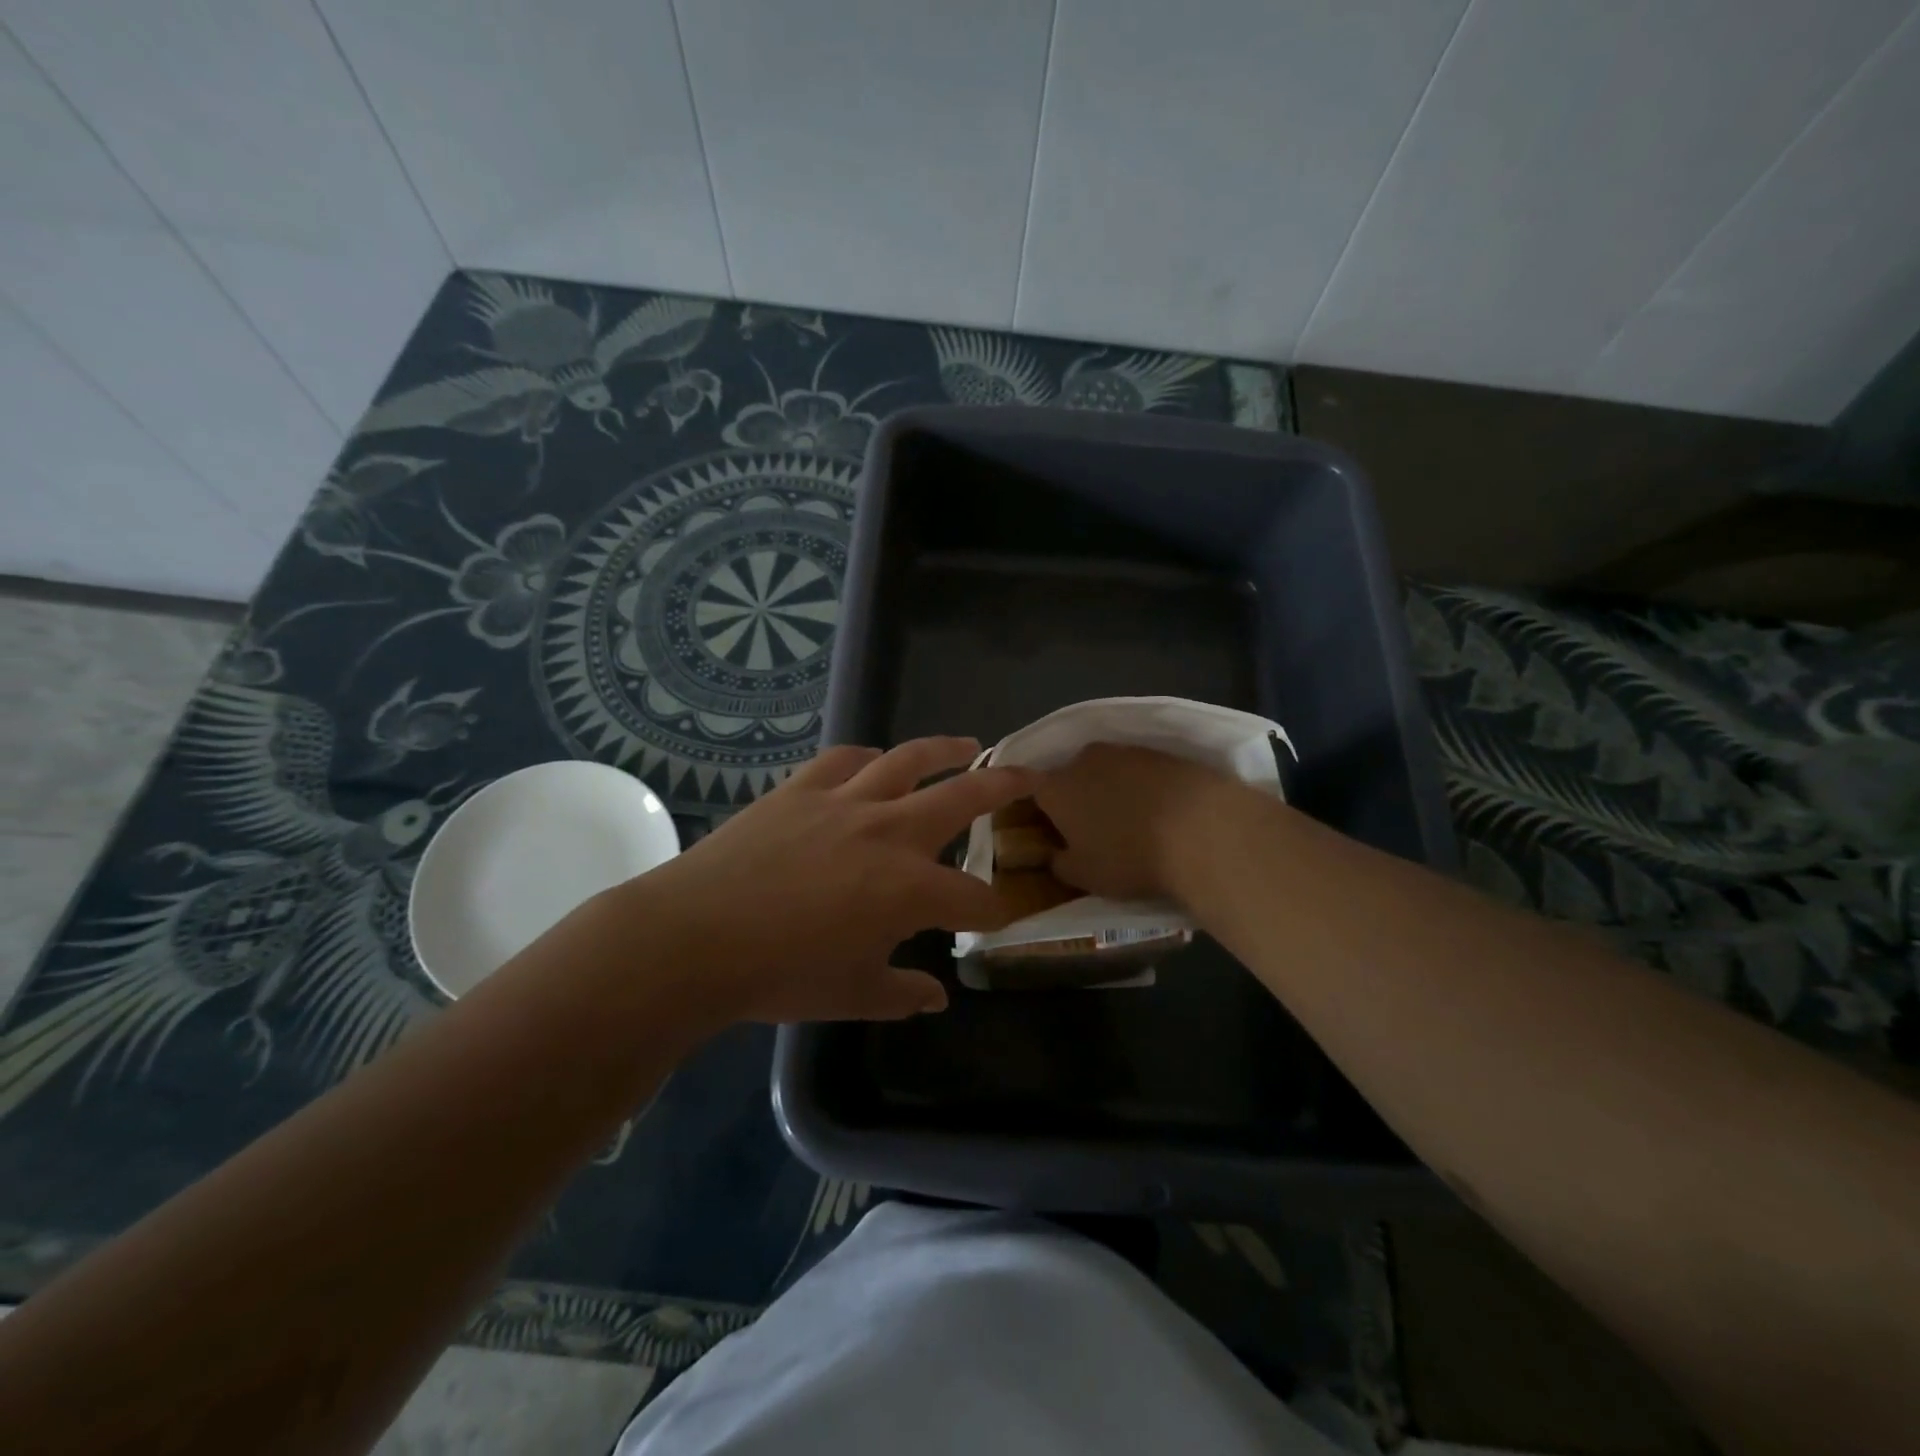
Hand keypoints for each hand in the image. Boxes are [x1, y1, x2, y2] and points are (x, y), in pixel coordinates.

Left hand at [634, 738, 1035, 1023]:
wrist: (694, 938)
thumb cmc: (780, 974)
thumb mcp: (852, 995)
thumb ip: (901, 994)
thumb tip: (935, 997)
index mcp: (910, 889)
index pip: (973, 897)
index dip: (992, 910)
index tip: (995, 918)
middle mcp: (889, 833)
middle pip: (962, 798)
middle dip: (1004, 786)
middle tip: (1029, 774)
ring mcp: (845, 802)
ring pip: (907, 761)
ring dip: (944, 750)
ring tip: (967, 744)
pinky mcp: (801, 789)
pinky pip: (843, 760)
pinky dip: (865, 759)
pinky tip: (874, 762)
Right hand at [1034, 743, 1244, 902]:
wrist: (1203, 829)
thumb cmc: (1129, 856)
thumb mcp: (1084, 876)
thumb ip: (1059, 864)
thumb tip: (1056, 855)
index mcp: (1056, 787)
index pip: (1028, 787)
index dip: (1034, 807)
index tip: (1044, 828)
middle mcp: (1084, 759)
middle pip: (1069, 777)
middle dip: (1074, 799)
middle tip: (1087, 830)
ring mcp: (1126, 751)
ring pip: (1105, 771)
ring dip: (1109, 791)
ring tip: (1128, 823)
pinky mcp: (1162, 753)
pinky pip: (1139, 772)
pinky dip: (1141, 788)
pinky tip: (1158, 812)